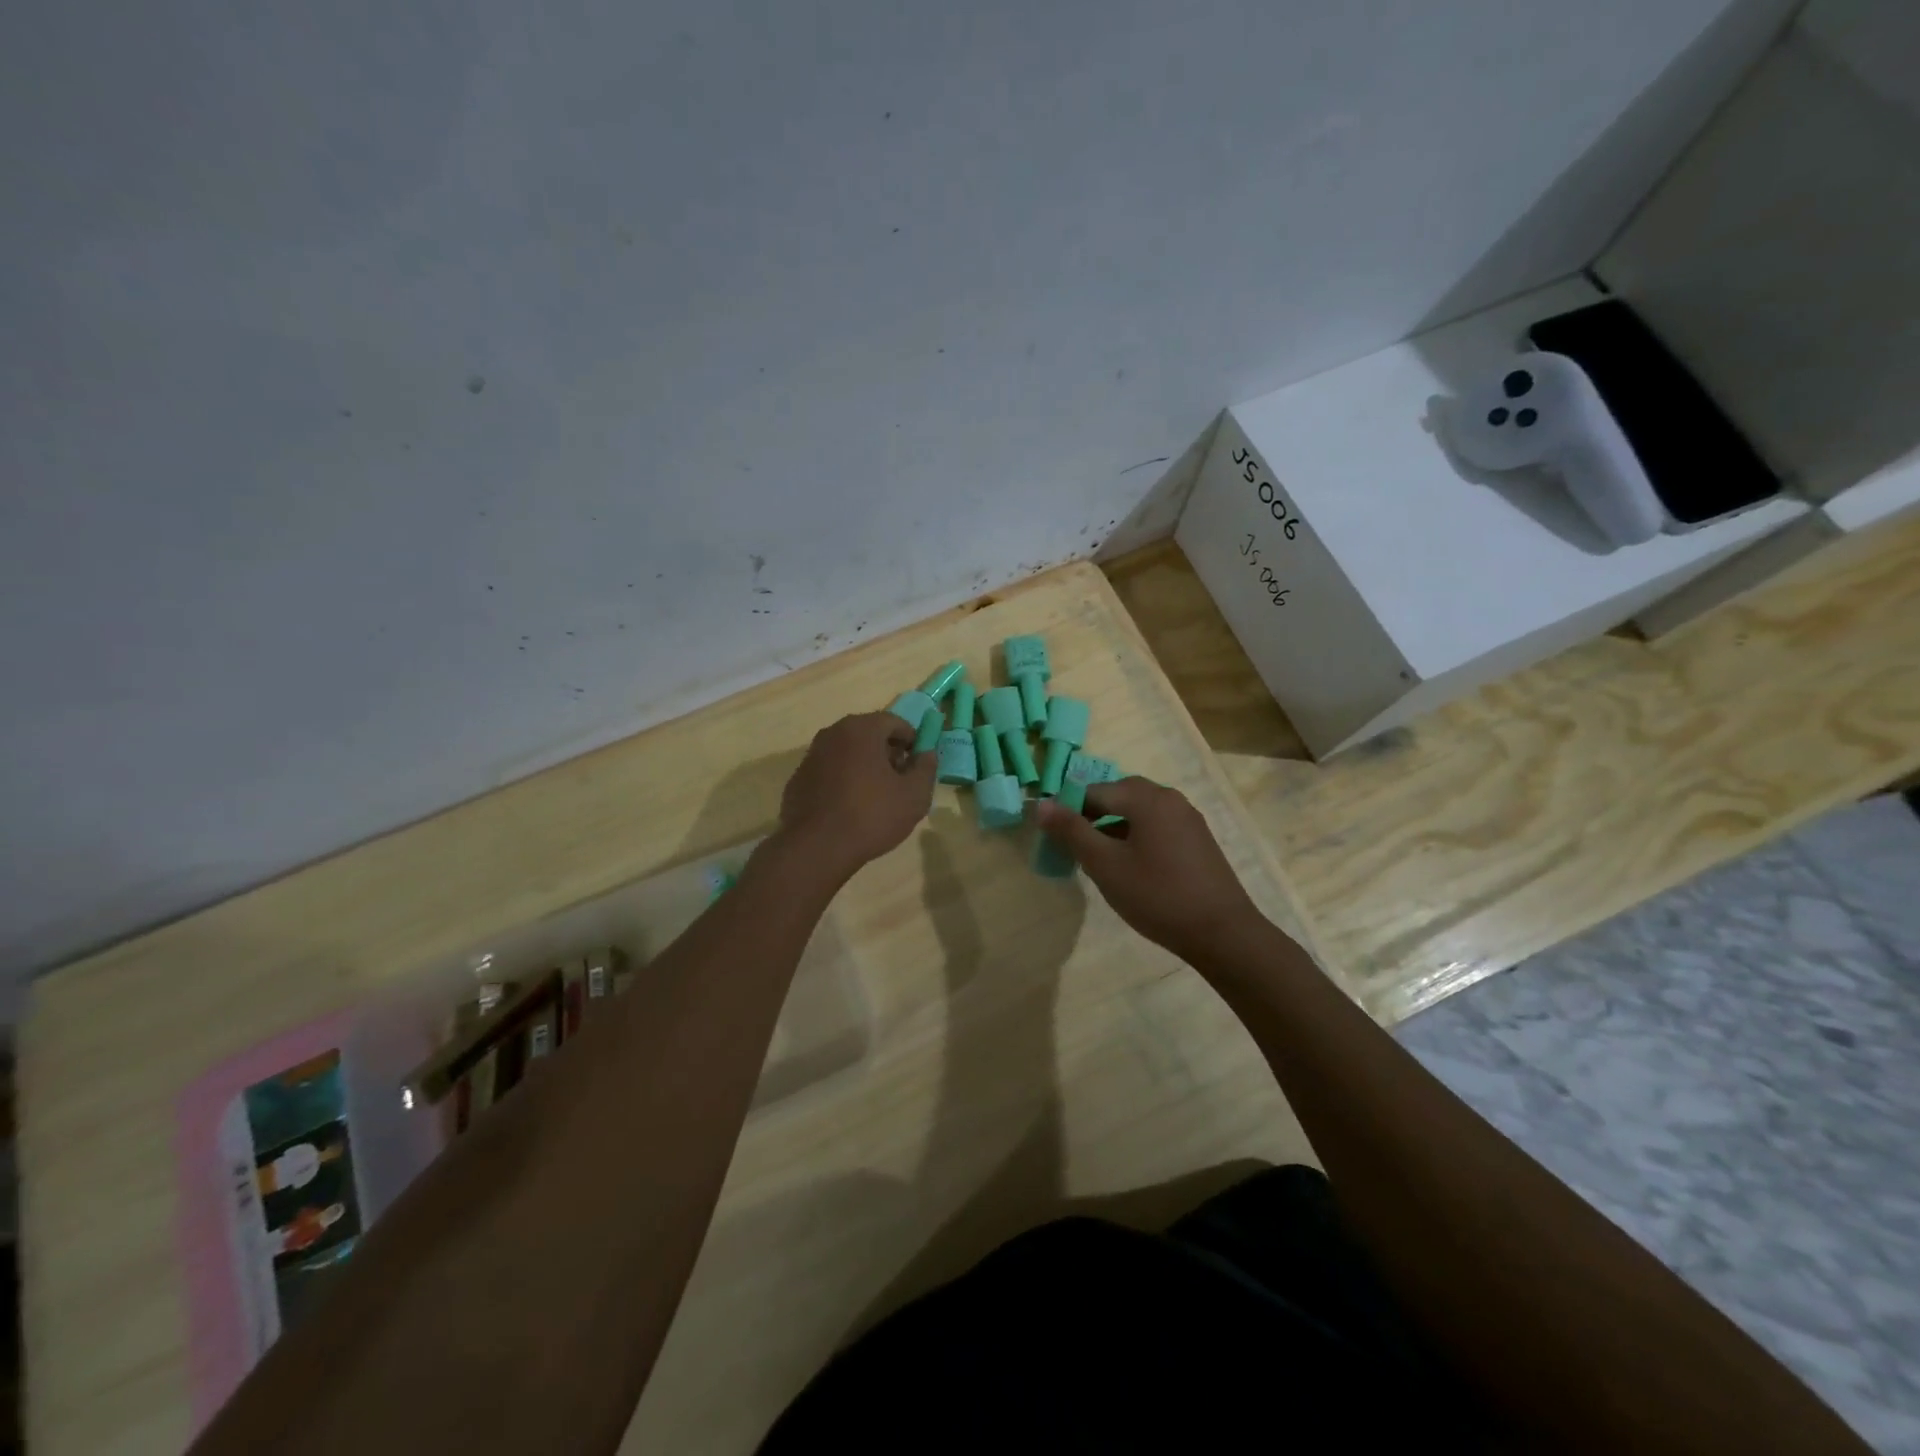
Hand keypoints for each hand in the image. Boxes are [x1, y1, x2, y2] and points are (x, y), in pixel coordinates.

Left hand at [776, 712, 935, 878]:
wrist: (817, 848)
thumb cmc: (872, 815)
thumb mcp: (915, 795)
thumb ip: (926, 768)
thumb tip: (926, 753)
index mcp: (861, 729)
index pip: (894, 721)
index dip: (911, 740)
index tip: (917, 763)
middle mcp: (832, 733)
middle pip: (868, 734)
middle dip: (887, 752)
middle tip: (899, 780)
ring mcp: (811, 756)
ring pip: (847, 752)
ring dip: (864, 766)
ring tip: (876, 796)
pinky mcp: (798, 779)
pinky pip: (829, 771)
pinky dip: (843, 780)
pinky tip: (849, 808)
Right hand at [1034, 778, 1262, 962]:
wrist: (1222, 933)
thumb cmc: (1157, 896)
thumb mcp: (1105, 865)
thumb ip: (1072, 831)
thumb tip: (1042, 805)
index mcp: (1146, 797)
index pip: (1093, 791)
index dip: (1068, 811)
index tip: (1053, 837)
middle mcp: (1169, 798)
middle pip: (1117, 796)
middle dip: (1091, 817)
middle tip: (1073, 848)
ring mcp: (1187, 818)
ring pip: (1137, 812)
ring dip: (1112, 828)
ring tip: (1097, 859)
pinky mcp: (1197, 839)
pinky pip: (1156, 826)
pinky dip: (1135, 837)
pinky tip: (1130, 867)